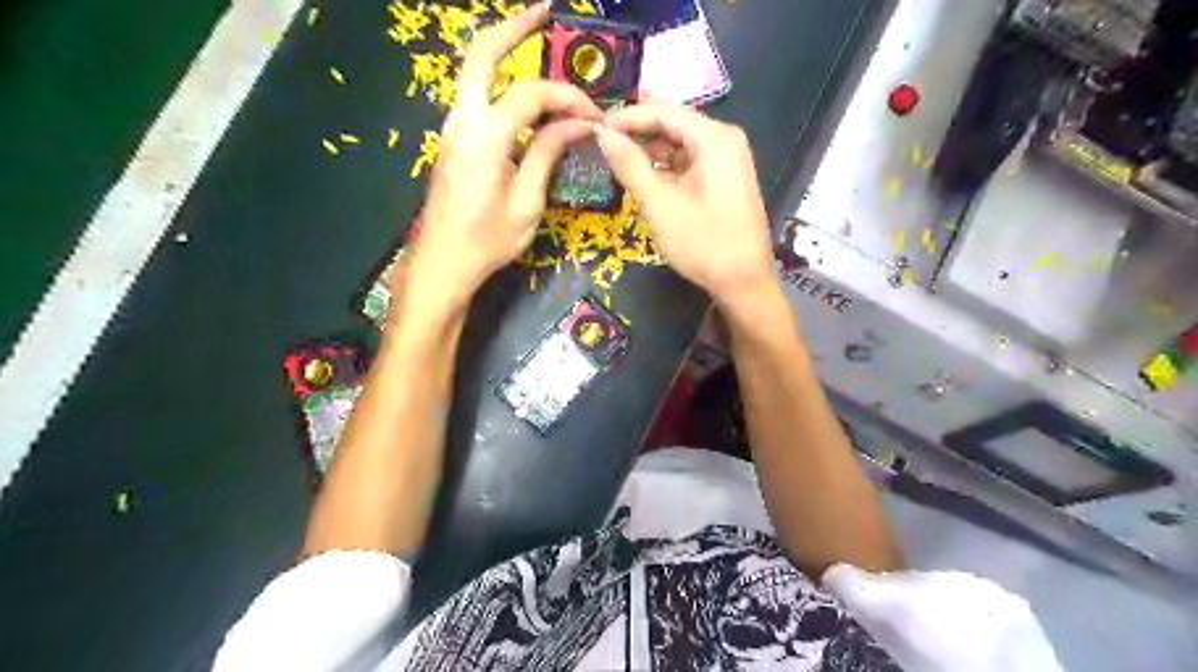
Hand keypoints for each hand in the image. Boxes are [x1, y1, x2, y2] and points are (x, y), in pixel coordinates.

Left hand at [411, 1, 598, 308]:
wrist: (442, 262)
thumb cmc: (487, 241)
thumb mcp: (527, 202)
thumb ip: (548, 154)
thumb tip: (578, 124)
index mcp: (484, 137)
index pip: (532, 95)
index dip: (568, 98)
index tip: (594, 116)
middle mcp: (462, 120)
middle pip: (480, 54)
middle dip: (513, 27)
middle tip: (545, 12)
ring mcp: (452, 128)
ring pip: (474, 73)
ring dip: (503, 53)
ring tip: (535, 42)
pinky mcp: (453, 141)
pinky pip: (476, 99)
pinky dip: (500, 84)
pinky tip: (524, 95)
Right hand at [591, 105, 778, 304]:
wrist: (743, 282)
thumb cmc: (702, 241)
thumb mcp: (659, 203)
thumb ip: (630, 165)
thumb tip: (603, 134)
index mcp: (714, 137)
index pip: (664, 111)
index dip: (627, 115)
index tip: (595, 125)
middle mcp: (724, 140)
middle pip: (674, 124)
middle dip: (638, 130)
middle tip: (601, 139)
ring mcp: (727, 161)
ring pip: (680, 145)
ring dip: (650, 149)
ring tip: (615, 156)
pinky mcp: (725, 180)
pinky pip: (690, 162)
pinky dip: (666, 166)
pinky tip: (642, 174)